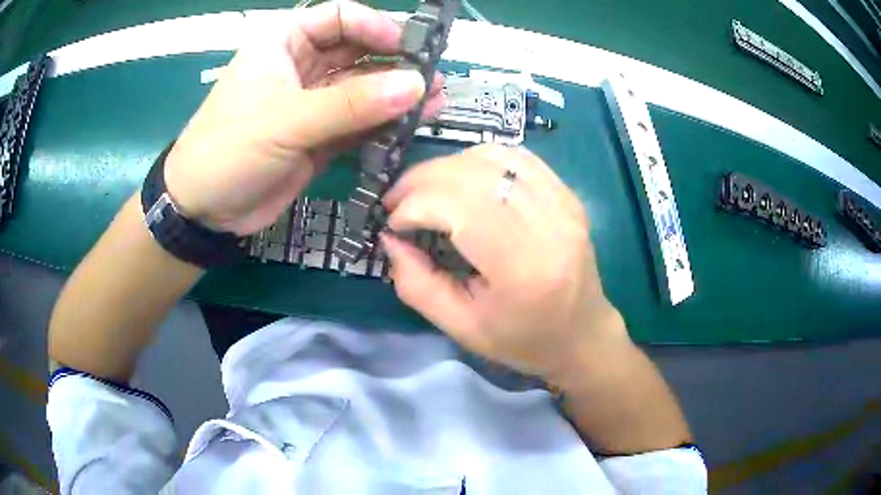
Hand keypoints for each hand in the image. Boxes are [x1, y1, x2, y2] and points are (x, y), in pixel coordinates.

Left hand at [163, 1, 443, 235]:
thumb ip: (350, 104)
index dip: (374, 26)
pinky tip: (411, 125)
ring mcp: (313, 103)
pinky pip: (359, 123)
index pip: (338, 17)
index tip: (406, 47)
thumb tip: (415, 85)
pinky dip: (383, 125)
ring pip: (362, 89)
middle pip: (357, 52)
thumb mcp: (285, 120)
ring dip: (395, 95)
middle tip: (432, 78)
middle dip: (394, 62)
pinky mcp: (320, 137)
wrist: (204, 209)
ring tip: (433, 102)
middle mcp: (302, 67)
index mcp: (284, 44)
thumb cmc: (228, 149)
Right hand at [382, 145, 627, 379]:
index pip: (459, 207)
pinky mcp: (567, 194)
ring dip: (447, 166)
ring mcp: (563, 202)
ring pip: (492, 156)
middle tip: (397, 201)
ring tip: (425, 190)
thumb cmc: (523, 341)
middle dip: (421, 180)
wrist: (582, 334)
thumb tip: (389, 237)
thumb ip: (416, 284)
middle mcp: (549, 224)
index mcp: (523, 268)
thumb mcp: (461, 327)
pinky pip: (516, 156)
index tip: (393, 223)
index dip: (414, 205)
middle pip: (472, 174)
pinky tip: (462, 180)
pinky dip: (478, 160)